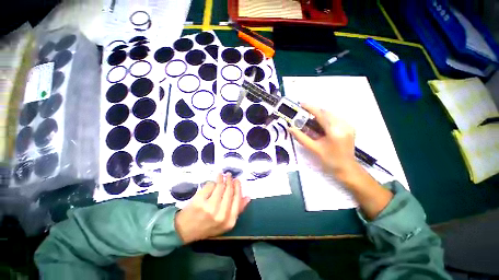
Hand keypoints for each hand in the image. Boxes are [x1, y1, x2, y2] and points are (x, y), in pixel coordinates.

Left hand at [174, 173, 250, 243]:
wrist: (185, 230)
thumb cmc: (207, 226)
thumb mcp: (225, 222)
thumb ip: (238, 210)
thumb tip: (248, 197)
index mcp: (229, 221)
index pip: (237, 199)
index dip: (238, 187)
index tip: (237, 180)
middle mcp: (221, 214)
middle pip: (229, 191)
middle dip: (230, 181)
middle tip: (229, 175)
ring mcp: (209, 207)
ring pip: (220, 187)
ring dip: (222, 178)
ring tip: (221, 175)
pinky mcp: (199, 201)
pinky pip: (210, 186)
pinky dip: (212, 182)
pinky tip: (212, 181)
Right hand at [289, 103, 356, 179]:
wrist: (347, 168)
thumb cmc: (329, 160)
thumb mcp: (313, 149)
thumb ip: (301, 137)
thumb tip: (290, 128)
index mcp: (335, 131)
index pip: (321, 114)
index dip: (310, 108)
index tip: (301, 104)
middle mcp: (344, 125)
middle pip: (326, 112)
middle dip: (314, 112)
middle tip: (303, 115)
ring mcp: (348, 125)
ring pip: (331, 114)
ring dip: (319, 115)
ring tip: (310, 120)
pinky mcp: (350, 127)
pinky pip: (335, 118)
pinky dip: (325, 119)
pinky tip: (320, 125)